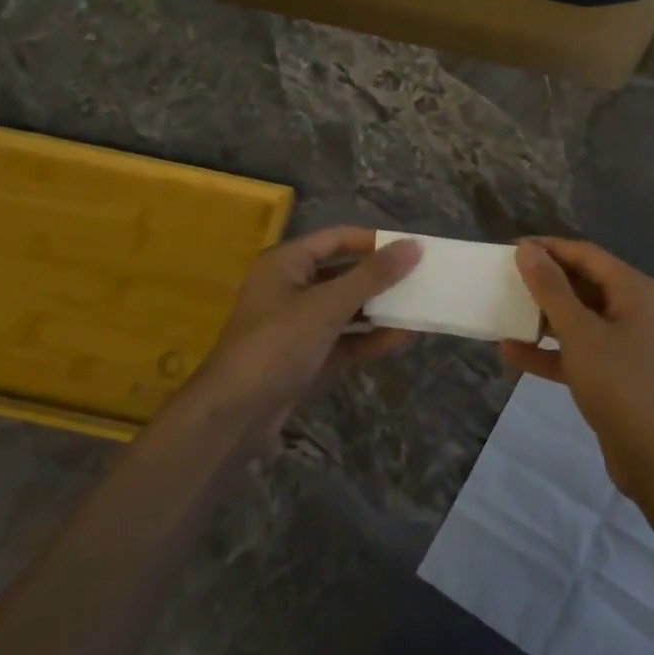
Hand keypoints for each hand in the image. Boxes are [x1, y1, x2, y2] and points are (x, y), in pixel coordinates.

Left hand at [197, 227, 420, 427]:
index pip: (337, 238)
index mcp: (286, 263)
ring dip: (378, 310)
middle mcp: (290, 288)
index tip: (412, 248)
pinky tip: (400, 338)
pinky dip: (367, 339)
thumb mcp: (327, 305)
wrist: (233, 416)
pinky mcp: (304, 358)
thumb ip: (372, 276)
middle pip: (343, 273)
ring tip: (418, 307)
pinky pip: (342, 340)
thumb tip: (414, 246)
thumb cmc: (277, 344)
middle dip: (380, 278)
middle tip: (421, 278)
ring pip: (345, 309)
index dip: (374, 241)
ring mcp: (296, 326)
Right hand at [500, 238, 653, 496]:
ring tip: (503, 310)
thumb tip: (527, 249)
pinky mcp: (613, 373)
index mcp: (633, 289)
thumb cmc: (619, 382)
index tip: (510, 249)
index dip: (548, 248)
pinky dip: (548, 350)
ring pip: (577, 318)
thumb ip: (551, 288)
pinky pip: (576, 350)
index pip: (585, 254)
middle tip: (504, 278)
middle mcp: (632, 308)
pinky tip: (511, 352)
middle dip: (544, 281)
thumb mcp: (579, 331)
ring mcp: (624, 342)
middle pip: (582, 283)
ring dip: (542, 316)